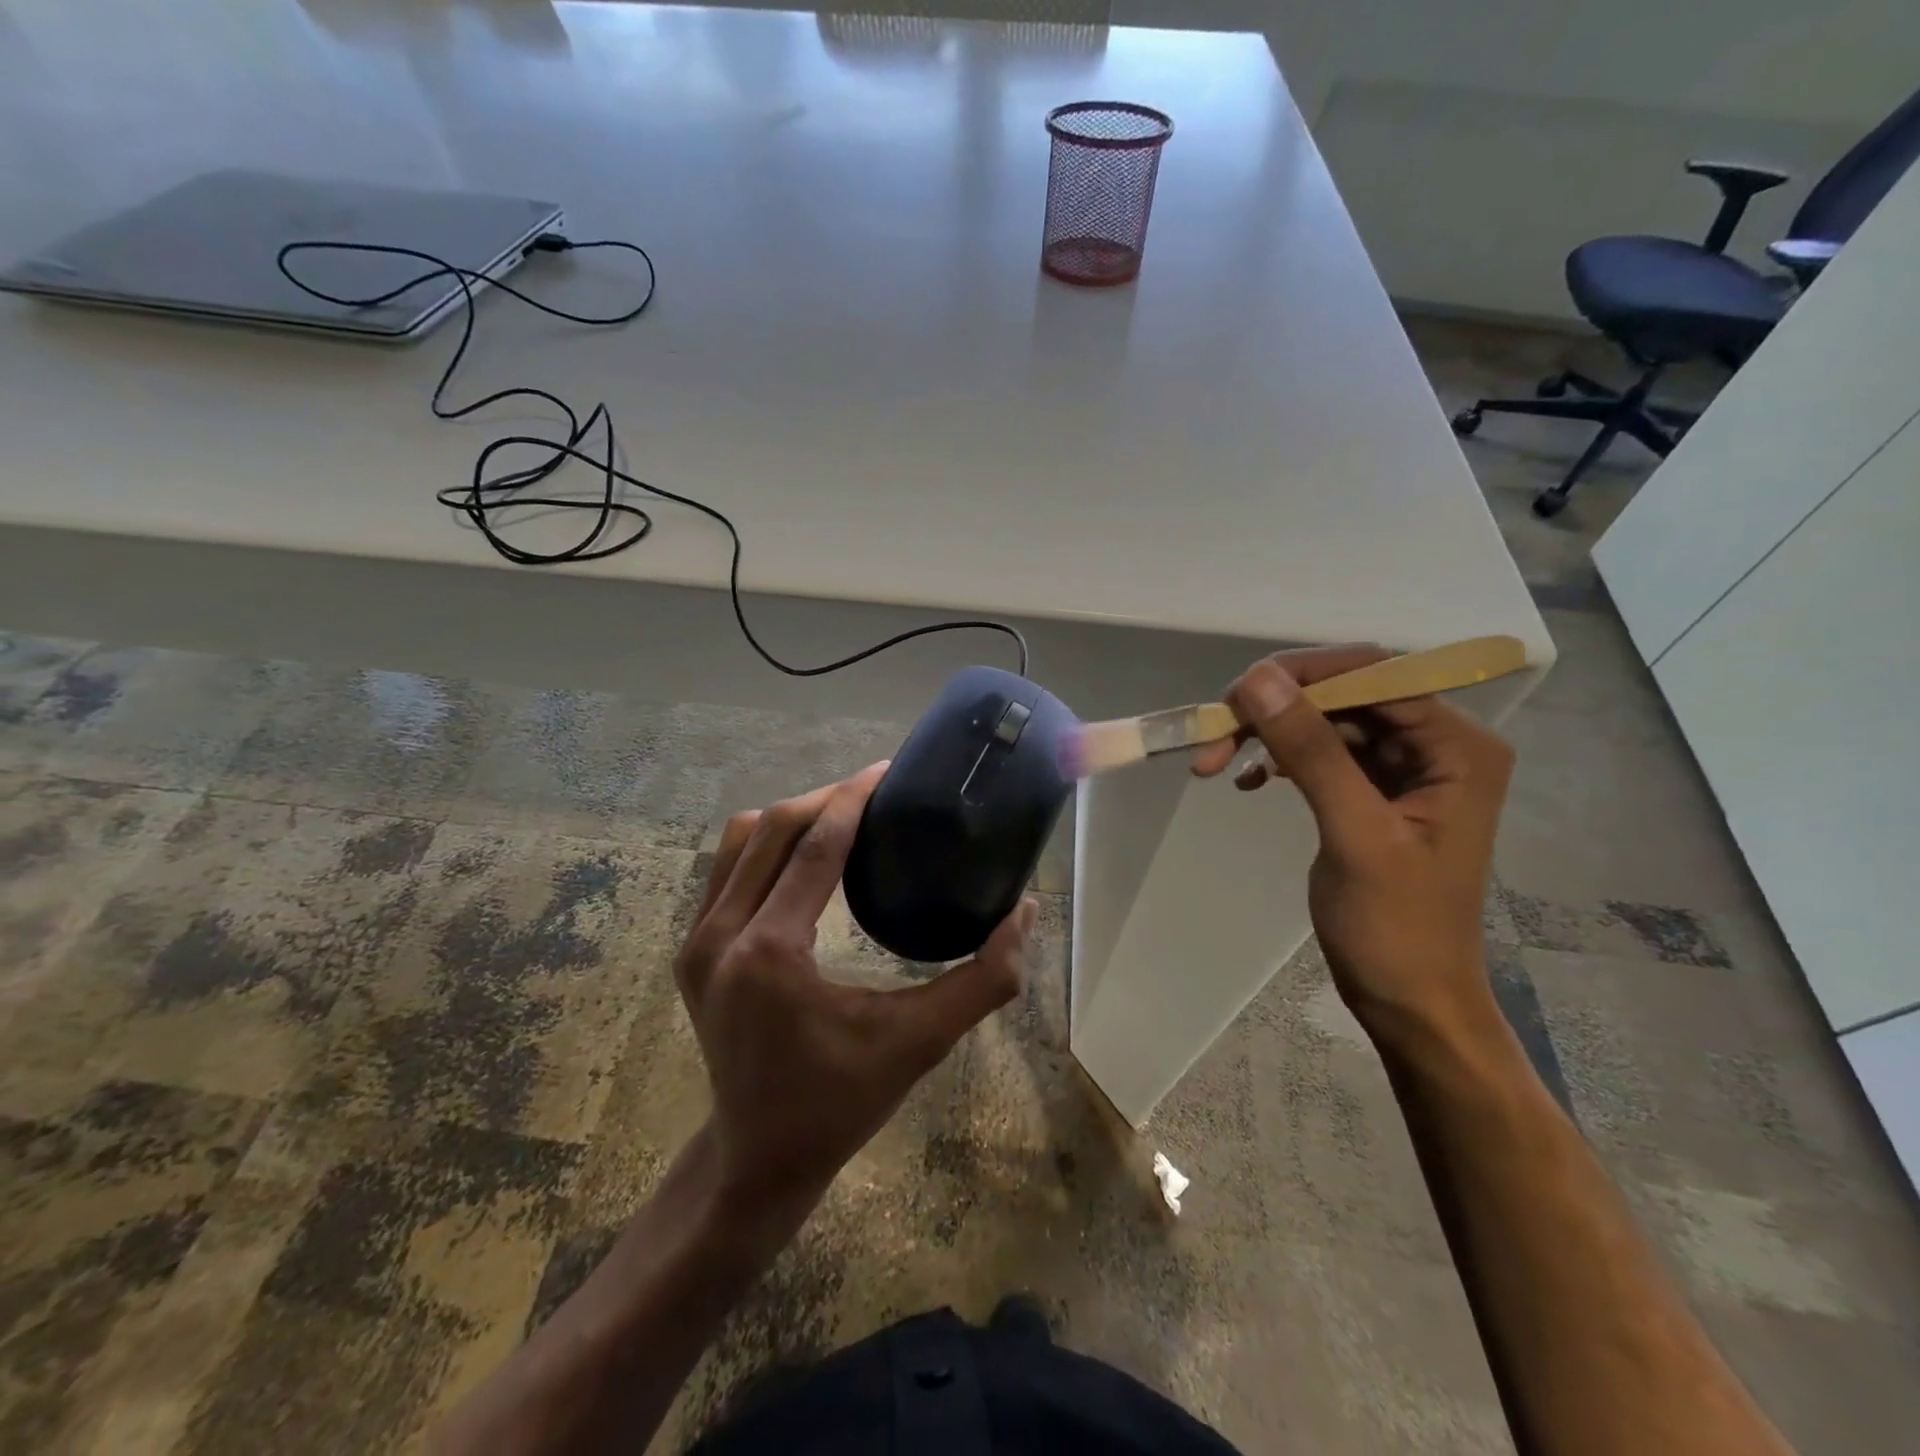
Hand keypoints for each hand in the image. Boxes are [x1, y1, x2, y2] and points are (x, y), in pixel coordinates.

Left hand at [675, 762, 1036, 1227]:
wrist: (757, 1157)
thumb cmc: (842, 1102)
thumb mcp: (919, 1043)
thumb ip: (983, 980)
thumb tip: (1025, 913)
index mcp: (770, 953)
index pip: (814, 847)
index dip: (854, 798)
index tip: (889, 770)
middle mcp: (722, 936)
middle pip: (774, 828)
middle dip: (827, 798)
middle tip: (877, 791)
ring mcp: (697, 942)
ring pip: (743, 840)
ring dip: (794, 817)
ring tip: (844, 816)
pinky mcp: (692, 950)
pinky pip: (728, 868)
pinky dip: (768, 844)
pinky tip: (806, 853)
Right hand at [1192, 647, 1514, 1040]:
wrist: (1409, 1000)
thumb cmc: (1396, 927)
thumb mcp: (1354, 834)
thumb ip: (1310, 751)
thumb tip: (1257, 677)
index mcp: (1456, 746)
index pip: (1377, 674)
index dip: (1304, 674)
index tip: (1236, 696)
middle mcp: (1435, 744)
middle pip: (1345, 694)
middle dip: (1276, 707)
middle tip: (1213, 730)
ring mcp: (1402, 768)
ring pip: (1323, 721)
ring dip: (1267, 734)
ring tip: (1213, 761)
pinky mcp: (1369, 791)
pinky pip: (1317, 753)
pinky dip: (1276, 759)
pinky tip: (1244, 781)